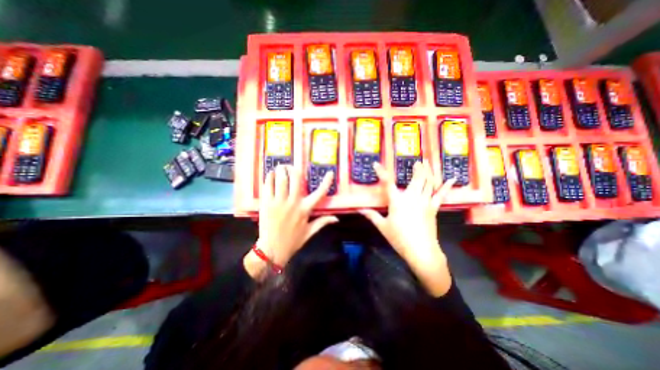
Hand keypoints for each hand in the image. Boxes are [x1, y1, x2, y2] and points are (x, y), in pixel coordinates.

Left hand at [248, 166, 339, 278]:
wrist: (272, 250)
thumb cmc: (292, 241)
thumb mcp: (310, 232)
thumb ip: (323, 222)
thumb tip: (336, 218)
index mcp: (305, 210)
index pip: (319, 193)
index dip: (326, 182)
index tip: (329, 173)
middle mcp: (293, 203)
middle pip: (296, 179)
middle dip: (294, 169)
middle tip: (291, 167)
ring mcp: (279, 202)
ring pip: (281, 179)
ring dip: (281, 170)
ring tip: (281, 167)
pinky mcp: (267, 204)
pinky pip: (268, 186)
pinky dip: (270, 177)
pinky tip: (271, 174)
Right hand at [359, 161, 457, 295]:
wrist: (421, 251)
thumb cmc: (399, 238)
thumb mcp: (383, 226)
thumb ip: (372, 216)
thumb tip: (359, 210)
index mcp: (397, 201)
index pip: (387, 183)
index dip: (381, 172)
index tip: (376, 164)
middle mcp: (412, 198)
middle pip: (416, 179)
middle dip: (417, 168)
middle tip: (417, 160)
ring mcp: (425, 202)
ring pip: (428, 183)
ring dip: (428, 171)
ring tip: (427, 162)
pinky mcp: (433, 208)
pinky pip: (440, 194)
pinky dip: (445, 186)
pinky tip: (451, 178)